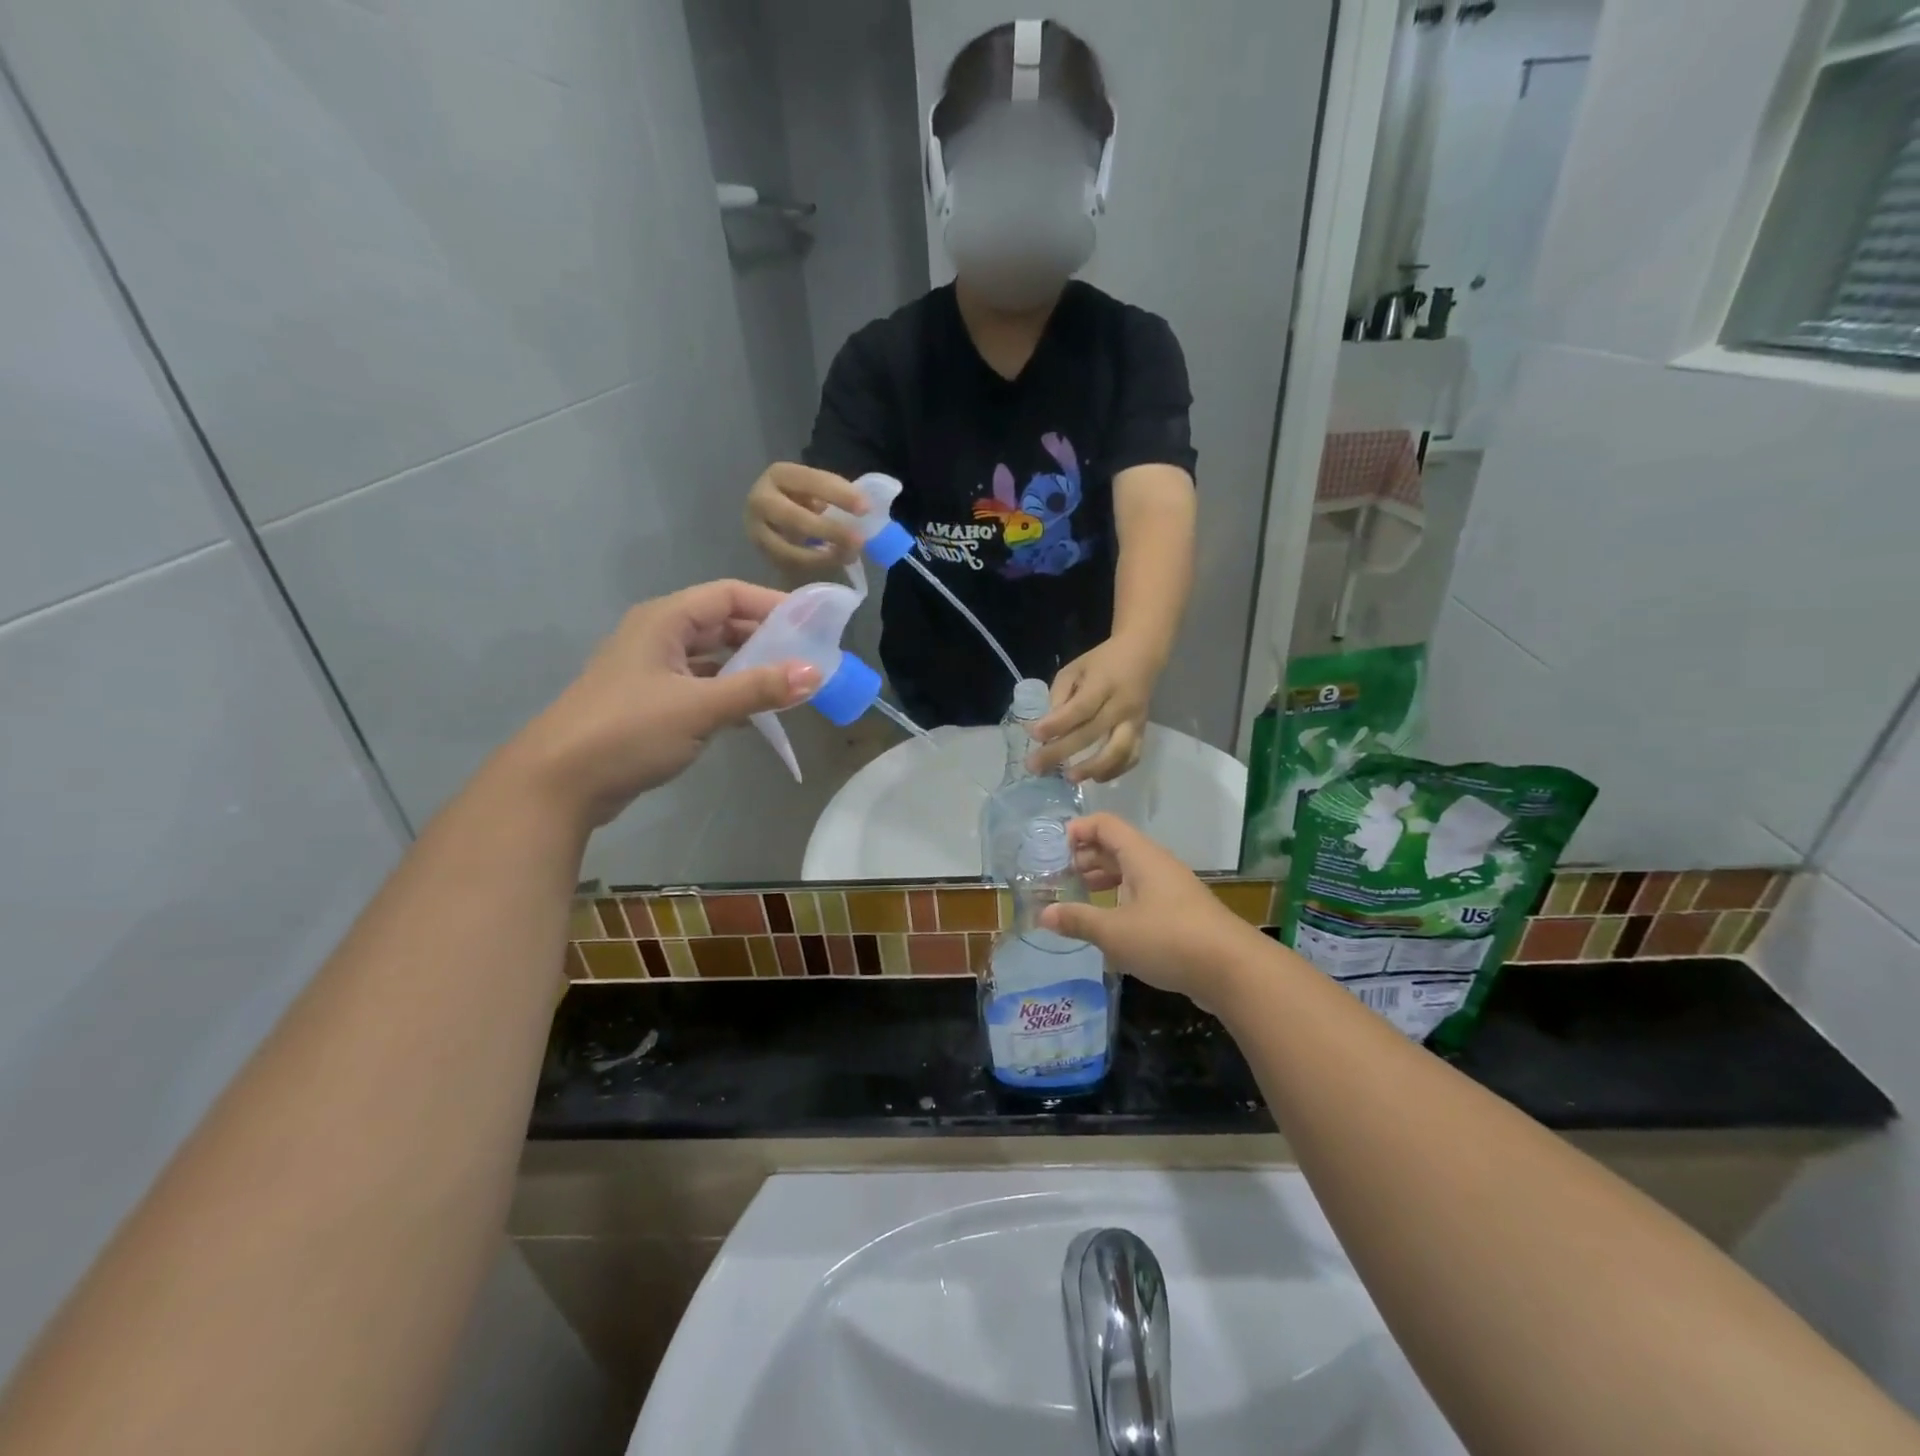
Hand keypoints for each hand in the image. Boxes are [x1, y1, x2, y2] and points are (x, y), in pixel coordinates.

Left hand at [507, 581, 818, 827]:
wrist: (558, 784)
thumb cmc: (628, 731)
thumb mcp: (700, 707)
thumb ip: (759, 689)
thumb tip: (816, 674)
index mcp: (665, 621)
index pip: (728, 595)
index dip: (772, 604)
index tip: (813, 623)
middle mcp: (658, 637)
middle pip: (721, 624)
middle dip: (765, 638)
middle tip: (808, 656)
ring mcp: (652, 671)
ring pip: (712, 658)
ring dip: (749, 668)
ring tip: (790, 684)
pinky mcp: (650, 704)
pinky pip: (701, 687)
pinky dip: (729, 693)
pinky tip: (754, 713)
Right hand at [745, 462, 869, 572]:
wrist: (772, 513)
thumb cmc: (803, 497)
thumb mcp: (817, 488)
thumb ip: (836, 494)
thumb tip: (865, 510)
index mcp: (779, 475)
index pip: (810, 481)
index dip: (839, 495)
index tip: (865, 509)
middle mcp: (761, 500)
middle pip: (794, 518)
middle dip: (829, 531)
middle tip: (858, 541)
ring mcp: (756, 530)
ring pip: (787, 550)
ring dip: (822, 557)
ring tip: (848, 556)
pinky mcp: (761, 554)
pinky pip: (788, 565)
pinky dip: (813, 566)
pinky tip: (833, 562)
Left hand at [1029, 636, 1161, 781]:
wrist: (1142, 655)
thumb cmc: (1101, 662)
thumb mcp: (1074, 669)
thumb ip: (1059, 696)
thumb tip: (1043, 727)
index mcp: (1103, 683)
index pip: (1079, 708)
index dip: (1057, 724)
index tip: (1034, 735)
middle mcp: (1121, 705)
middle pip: (1091, 733)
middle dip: (1061, 752)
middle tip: (1035, 767)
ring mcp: (1135, 721)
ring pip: (1118, 751)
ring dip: (1093, 768)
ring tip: (1069, 778)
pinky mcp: (1143, 732)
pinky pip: (1132, 757)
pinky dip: (1115, 771)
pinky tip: (1096, 778)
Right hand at [1041, 816, 1261, 1012]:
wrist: (1233, 970)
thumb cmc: (1169, 939)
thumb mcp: (1115, 932)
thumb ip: (1078, 920)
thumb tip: (1043, 914)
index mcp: (1141, 857)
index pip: (1105, 824)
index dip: (1078, 830)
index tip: (1054, 850)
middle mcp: (1157, 866)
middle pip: (1116, 848)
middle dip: (1086, 859)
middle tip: (1059, 878)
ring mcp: (1172, 890)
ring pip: (1131, 874)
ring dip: (1103, 882)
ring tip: (1079, 899)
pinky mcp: (1182, 915)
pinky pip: (1144, 897)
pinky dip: (1122, 903)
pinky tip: (1109, 929)